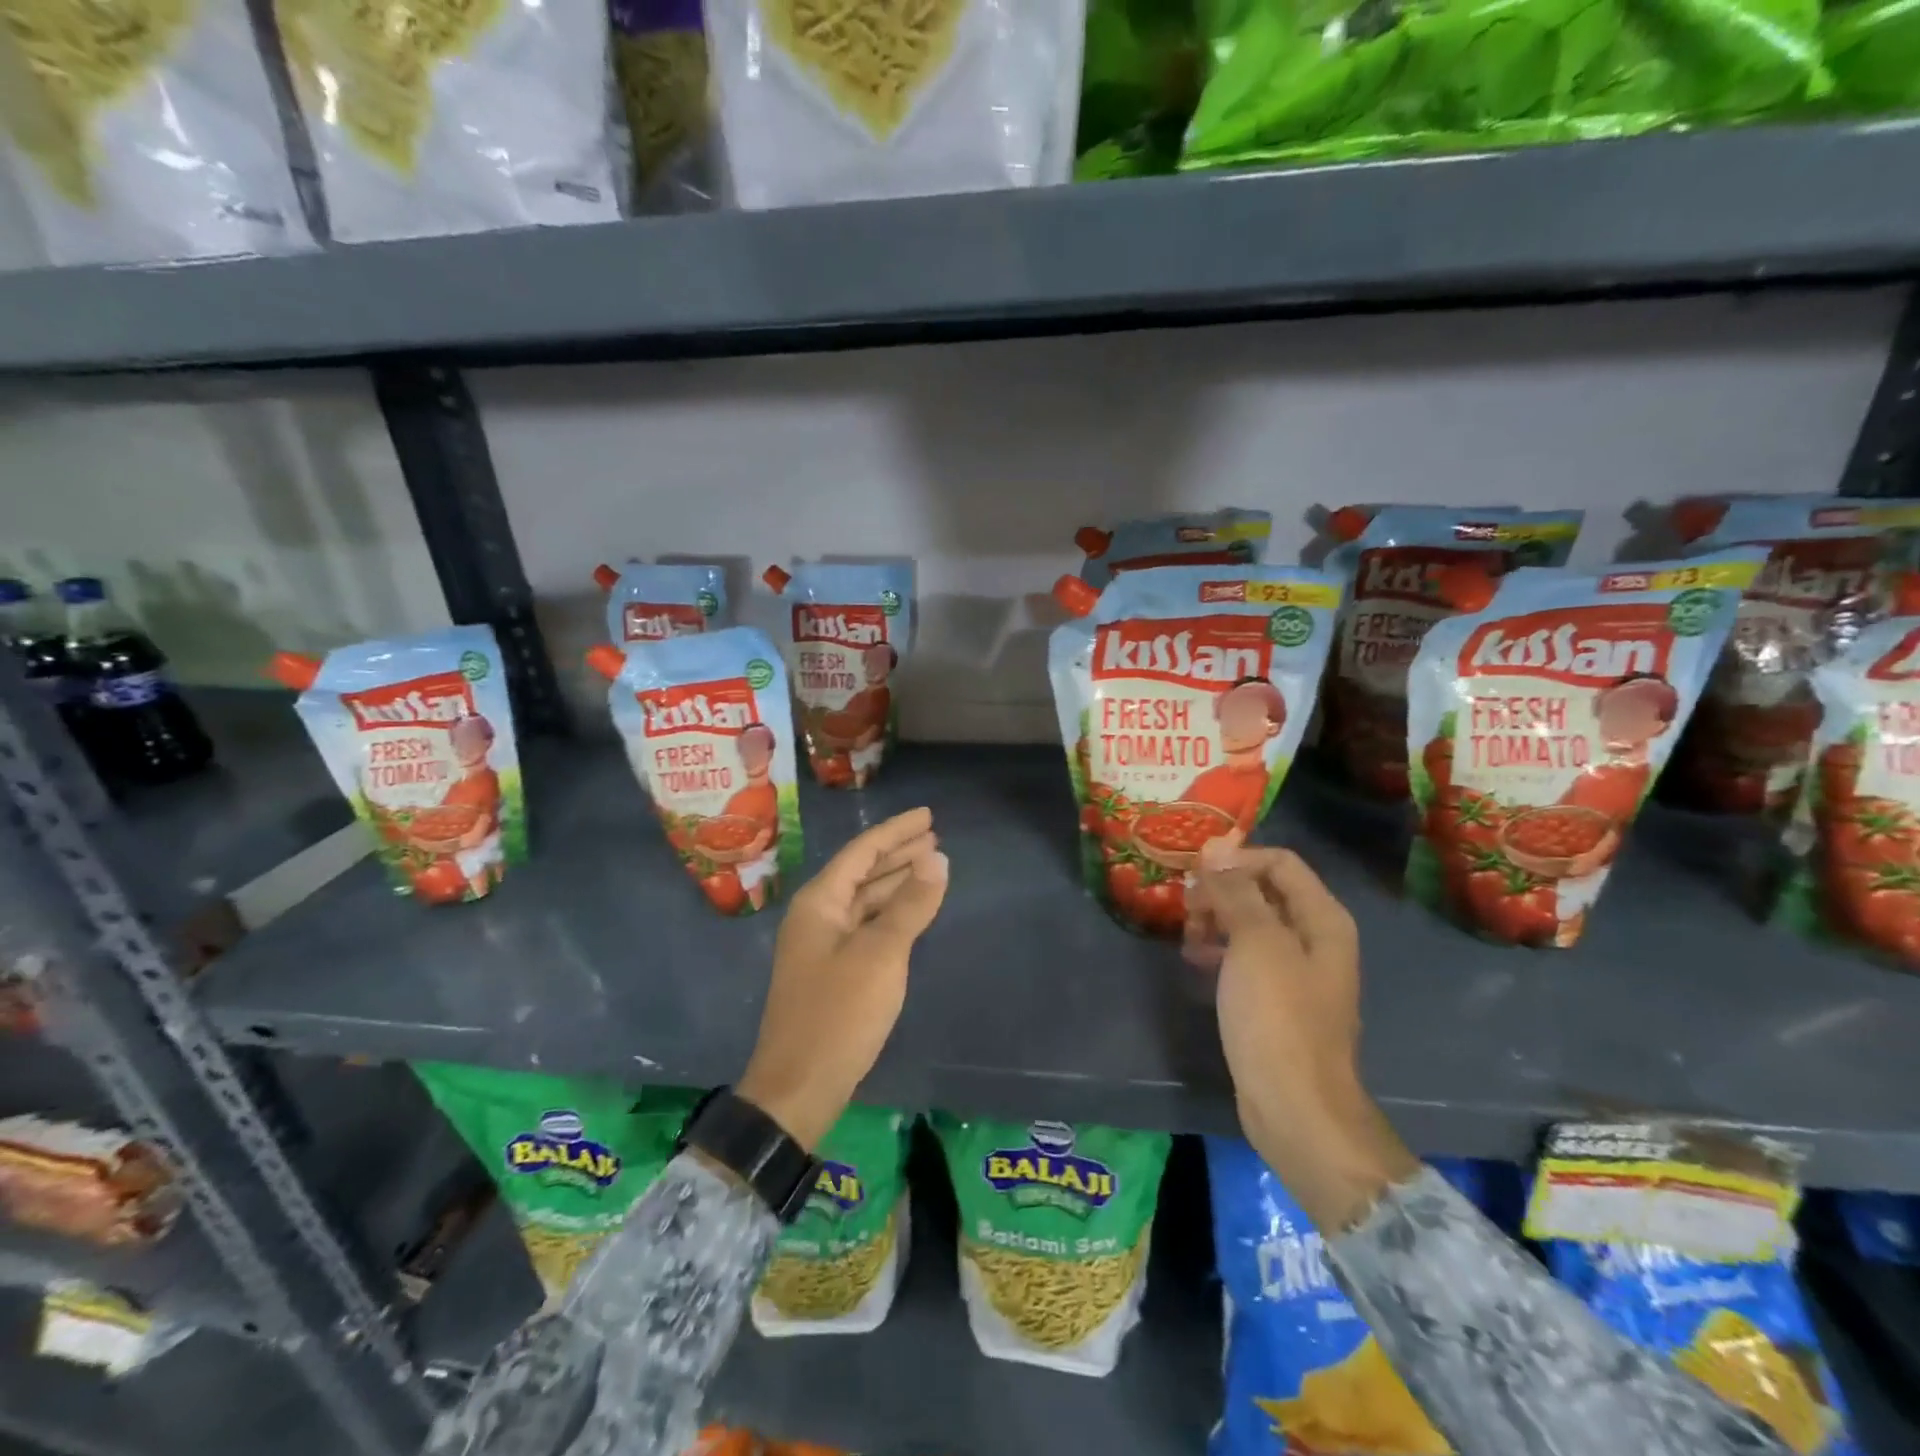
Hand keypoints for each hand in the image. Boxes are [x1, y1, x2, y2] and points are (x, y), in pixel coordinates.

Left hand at [737, 808, 947, 1149]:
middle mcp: (817, 916)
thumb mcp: (881, 955)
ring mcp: (823, 945)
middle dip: (898, 854)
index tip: (928, 815)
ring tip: (930, 865)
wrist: (798, 1087)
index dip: (896, 831)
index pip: (862, 851)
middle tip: (935, 837)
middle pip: (862, 872)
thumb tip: (937, 858)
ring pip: (864, 900)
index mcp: (819, 903)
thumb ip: (909, 904)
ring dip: (896, 882)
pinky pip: (866, 926)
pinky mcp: (833, 971)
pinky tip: (911, 911)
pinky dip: (891, 913)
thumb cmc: (838, 1014)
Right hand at [1187, 841, 1417, 1230]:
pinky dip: (1220, 951)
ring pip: (1250, 924)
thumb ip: (1236, 892)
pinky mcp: (1275, 1000)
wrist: (1295, 1106)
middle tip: (1187, 907)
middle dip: (1222, 892)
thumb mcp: (1255, 944)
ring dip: (1216, 921)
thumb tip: (1215, 849)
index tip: (1195, 874)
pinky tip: (1196, 961)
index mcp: (1322, 919)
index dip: (1236, 859)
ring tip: (1188, 937)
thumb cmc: (1277, 1017)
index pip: (1280, 862)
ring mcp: (1295, 972)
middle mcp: (1314, 938)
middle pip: (1264, 891)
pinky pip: (1245, 957)